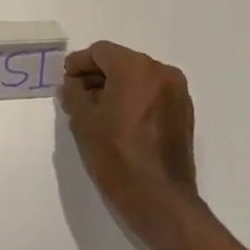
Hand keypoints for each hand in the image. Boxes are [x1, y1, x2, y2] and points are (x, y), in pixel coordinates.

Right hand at [61, 41, 204, 249]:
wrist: (158, 198)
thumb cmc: (115, 155)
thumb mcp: (83, 121)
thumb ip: (74, 92)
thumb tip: (74, 83)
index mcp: (136, 68)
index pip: (100, 52)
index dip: (78, 63)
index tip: (65, 80)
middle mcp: (162, 72)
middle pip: (121, 61)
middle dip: (97, 75)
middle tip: (77, 96)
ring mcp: (178, 92)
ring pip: (138, 77)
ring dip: (116, 87)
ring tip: (97, 111)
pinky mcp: (184, 113)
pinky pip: (153, 94)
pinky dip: (135, 99)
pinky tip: (120, 121)